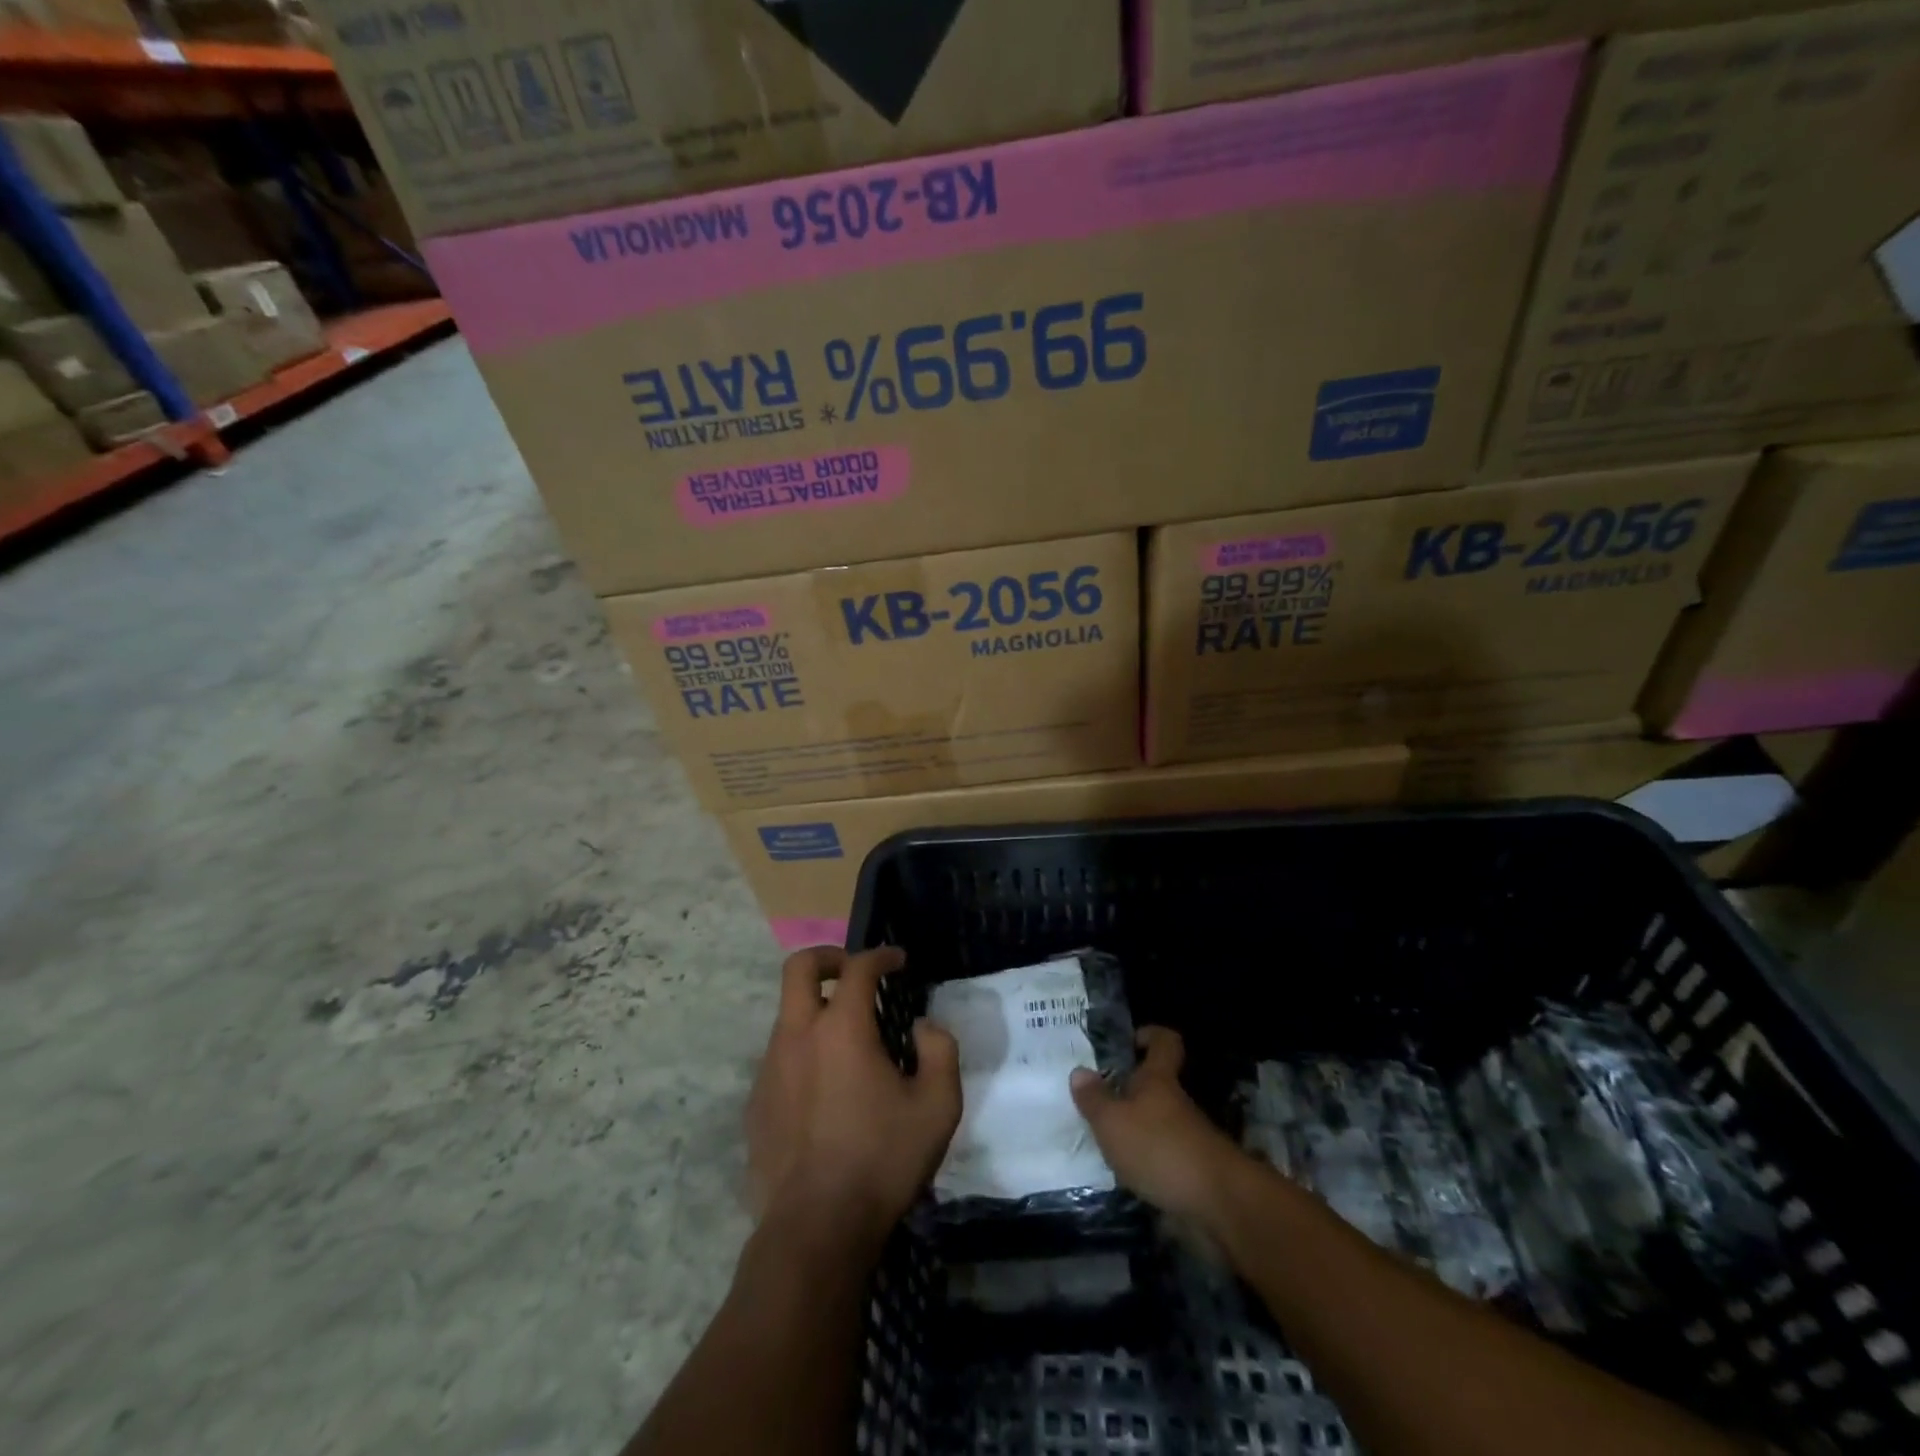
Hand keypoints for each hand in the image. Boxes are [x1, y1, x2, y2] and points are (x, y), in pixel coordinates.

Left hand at [745, 946, 961, 1250]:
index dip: (881, 955)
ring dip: (816, 1009)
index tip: (898, 961)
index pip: (858, 967)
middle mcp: (798, 1035)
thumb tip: (922, 1026)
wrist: (815, 1229)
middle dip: (829, 957)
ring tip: (847, 1041)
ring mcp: (770, 1068)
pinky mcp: (756, 1102)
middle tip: (854, 972)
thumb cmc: (881, 1161)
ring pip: (787, 1014)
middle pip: (799, 967)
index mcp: (841, 1028)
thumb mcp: (937, 1106)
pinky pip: (779, 1057)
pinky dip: (803, 1051)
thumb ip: (940, 1051)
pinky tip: (825, 1088)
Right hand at [1069, 1026, 1247, 1222]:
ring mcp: (1191, 1134)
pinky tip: (1129, 1172)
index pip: (1164, 1041)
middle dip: (1132, 1089)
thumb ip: (1094, 1098)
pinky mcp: (1196, 1167)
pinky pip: (1167, 1151)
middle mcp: (1177, 1100)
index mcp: (1158, 1079)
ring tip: (1107, 1139)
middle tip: (1100, 1099)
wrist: (1219, 1202)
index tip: (1129, 1043)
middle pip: (1159, 1083)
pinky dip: (1150, 1158)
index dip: (1149, 1035)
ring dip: (1138, 1126)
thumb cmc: (1159, 1147)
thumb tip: (1079, 1071)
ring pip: (1161, 1118)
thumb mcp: (1113, 1122)